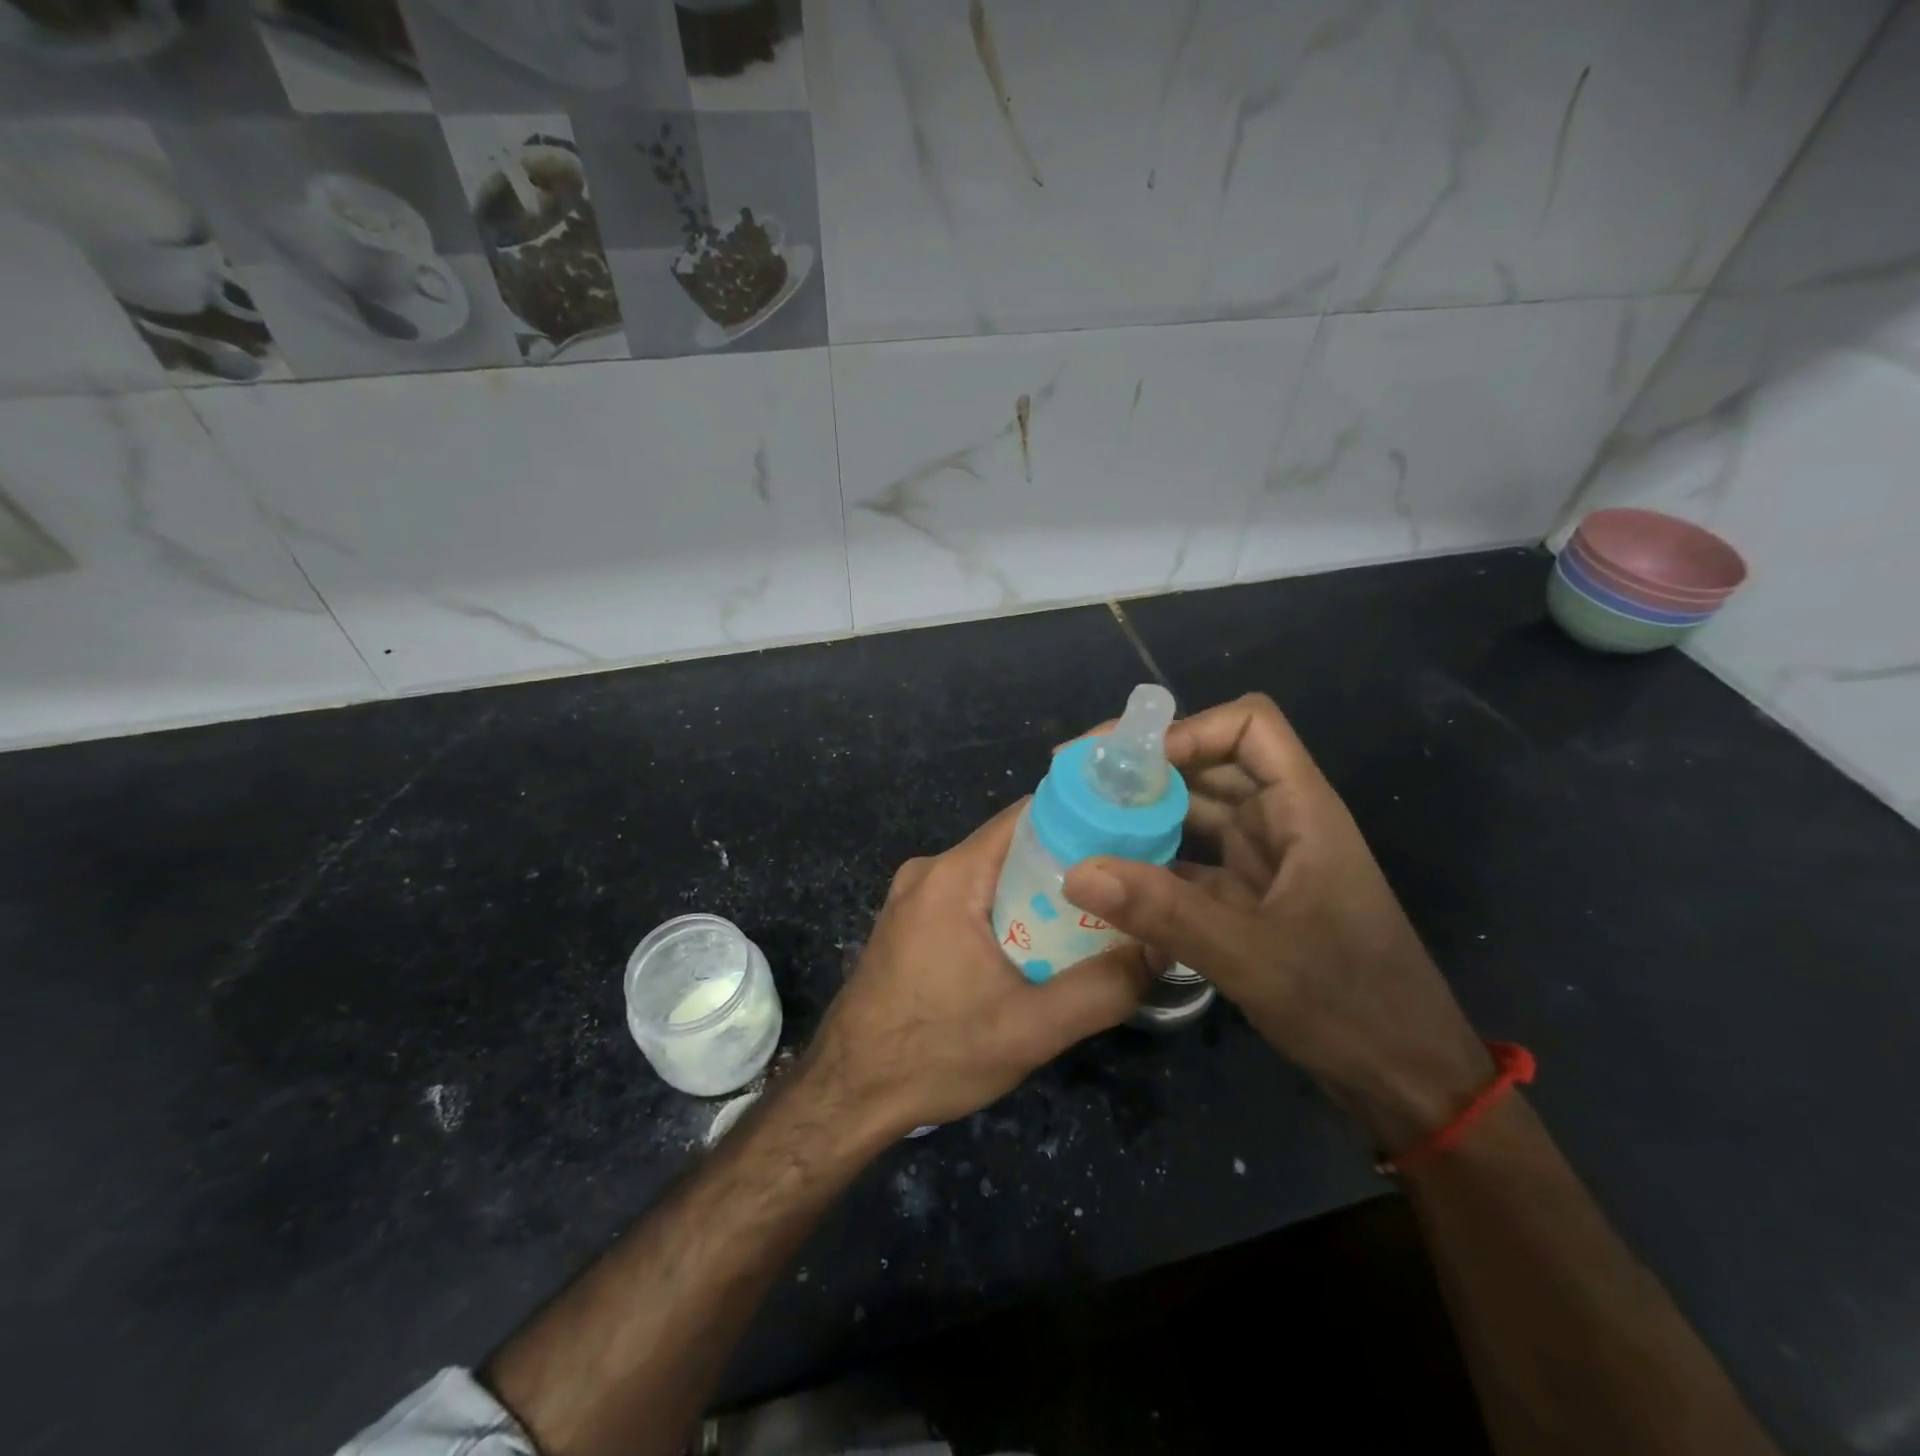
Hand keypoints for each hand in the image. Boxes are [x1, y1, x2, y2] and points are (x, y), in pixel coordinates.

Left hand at [804, 801, 1151, 1140]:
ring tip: (1084, 929)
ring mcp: (912, 896)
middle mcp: (929, 871)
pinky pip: (968, 898)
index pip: (1028, 816)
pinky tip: (1029, 952)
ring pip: (992, 875)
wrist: (847, 1094)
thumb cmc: (934, 1054)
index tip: (1126, 845)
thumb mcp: (1031, 1030)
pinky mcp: (907, 922)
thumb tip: (1161, 947)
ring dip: (1036, 896)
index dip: (1081, 822)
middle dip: (1066, 867)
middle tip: (1116, 900)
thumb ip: (1102, 989)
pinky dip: (1004, 913)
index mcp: (953, 875)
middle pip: (1013, 846)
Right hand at [1062, 693, 1490, 1151]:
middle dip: (1147, 766)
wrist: (1407, 1080)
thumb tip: (1076, 871)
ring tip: (1081, 818)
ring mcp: (1266, 862)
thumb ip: (1165, 912)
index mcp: (1302, 811)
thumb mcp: (1252, 957)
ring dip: (1144, 811)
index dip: (1189, 730)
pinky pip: (1192, 860)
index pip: (1249, 726)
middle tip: (1078, 779)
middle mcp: (1282, 823)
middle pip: (1212, 763)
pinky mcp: (1250, 899)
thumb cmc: (1350, 1006)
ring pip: (1198, 812)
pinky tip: (1109, 876)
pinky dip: (1153, 860)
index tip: (1128, 763)